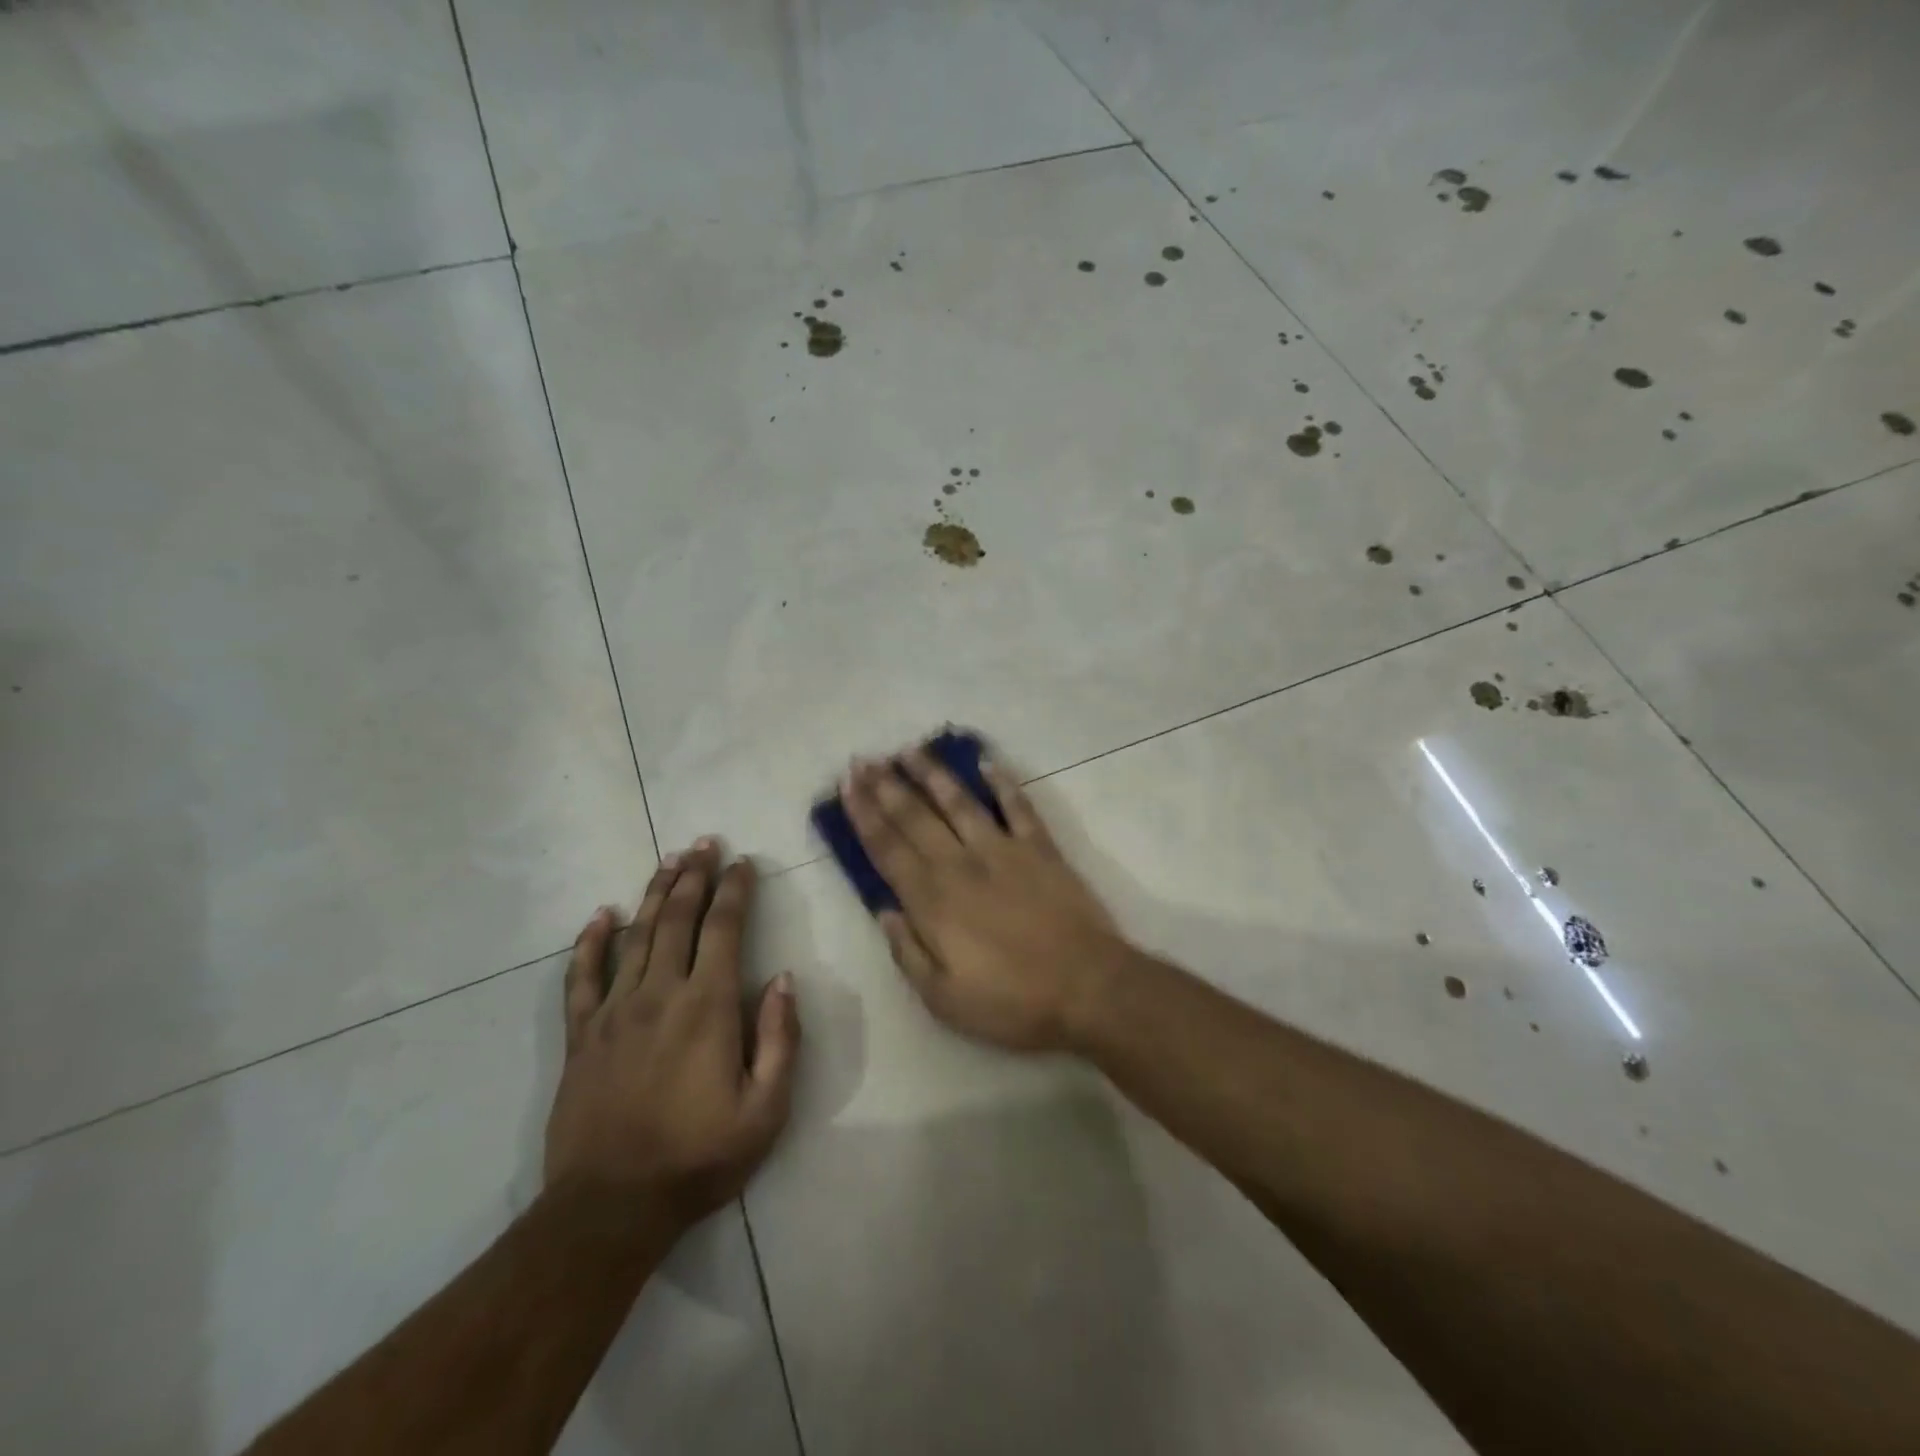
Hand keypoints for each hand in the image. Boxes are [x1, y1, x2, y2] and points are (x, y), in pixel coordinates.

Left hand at [545, 841, 800, 1232]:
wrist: (610, 1208)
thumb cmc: (699, 1158)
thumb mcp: (766, 1110)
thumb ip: (779, 1039)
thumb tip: (783, 980)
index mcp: (708, 1007)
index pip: (724, 930)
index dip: (735, 891)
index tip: (743, 862)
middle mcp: (660, 994)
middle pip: (678, 919)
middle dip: (694, 876)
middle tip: (704, 843)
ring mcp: (614, 1012)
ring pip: (636, 936)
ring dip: (654, 894)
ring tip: (668, 861)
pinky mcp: (581, 1035)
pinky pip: (582, 977)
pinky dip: (591, 942)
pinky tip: (600, 916)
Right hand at [842, 747, 1125, 1051]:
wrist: (1088, 988)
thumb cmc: (1012, 1002)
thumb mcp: (944, 999)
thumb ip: (908, 952)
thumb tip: (883, 911)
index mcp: (933, 900)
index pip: (888, 848)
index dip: (864, 814)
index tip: (847, 785)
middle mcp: (961, 864)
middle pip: (915, 816)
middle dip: (886, 786)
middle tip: (864, 759)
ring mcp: (1003, 850)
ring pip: (959, 801)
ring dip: (932, 773)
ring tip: (910, 750)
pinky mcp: (1041, 848)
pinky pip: (1018, 806)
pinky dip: (1003, 782)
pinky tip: (987, 763)